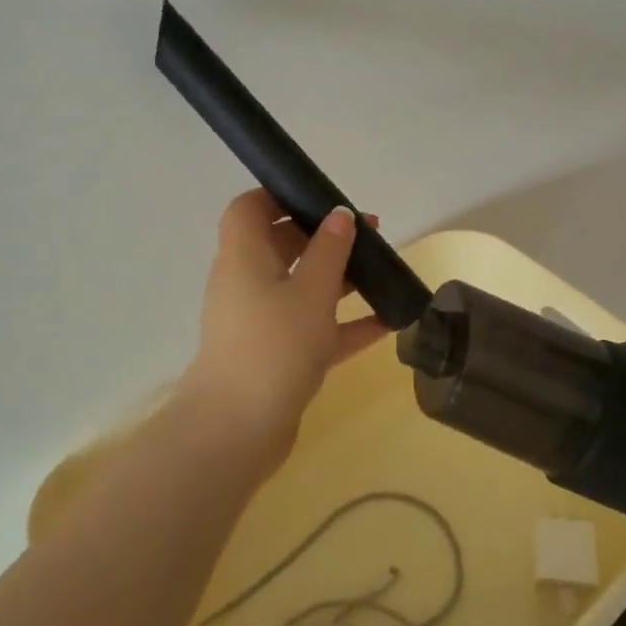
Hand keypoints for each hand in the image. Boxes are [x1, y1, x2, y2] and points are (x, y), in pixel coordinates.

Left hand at [178, 190, 390, 456]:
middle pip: (282, 246)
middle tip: (370, 234)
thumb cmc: (273, 345)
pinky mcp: (278, 356)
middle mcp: (248, 284)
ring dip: (340, 279)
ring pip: (302, 288)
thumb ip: (329, 250)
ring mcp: (262, 322)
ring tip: (384, 273)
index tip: (321, 197)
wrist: (238, 430)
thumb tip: (340, 215)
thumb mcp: (311, 291)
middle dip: (324, 237)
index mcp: (244, 257)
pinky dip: (345, 324)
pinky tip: (387, 323)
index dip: (279, 195)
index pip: (249, 209)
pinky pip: (315, 329)